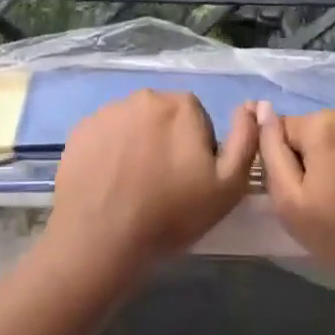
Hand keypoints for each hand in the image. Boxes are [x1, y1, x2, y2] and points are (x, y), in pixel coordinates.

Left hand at [47, 90, 258, 280]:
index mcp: (181, 104)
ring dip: (137, 146)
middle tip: (163, 186)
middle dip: (167, 144)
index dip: (198, 152)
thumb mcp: (228, 185)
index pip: (199, 121)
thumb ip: (246, 139)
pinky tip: (109, 184)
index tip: (190, 182)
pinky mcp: (80, 129)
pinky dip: (109, 153)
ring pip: (133, 126)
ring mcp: (107, 111)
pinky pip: (105, 136)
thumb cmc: (171, 213)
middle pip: (164, 119)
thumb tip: (253, 106)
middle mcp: (143, 96)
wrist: (101, 238)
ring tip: (133, 188)